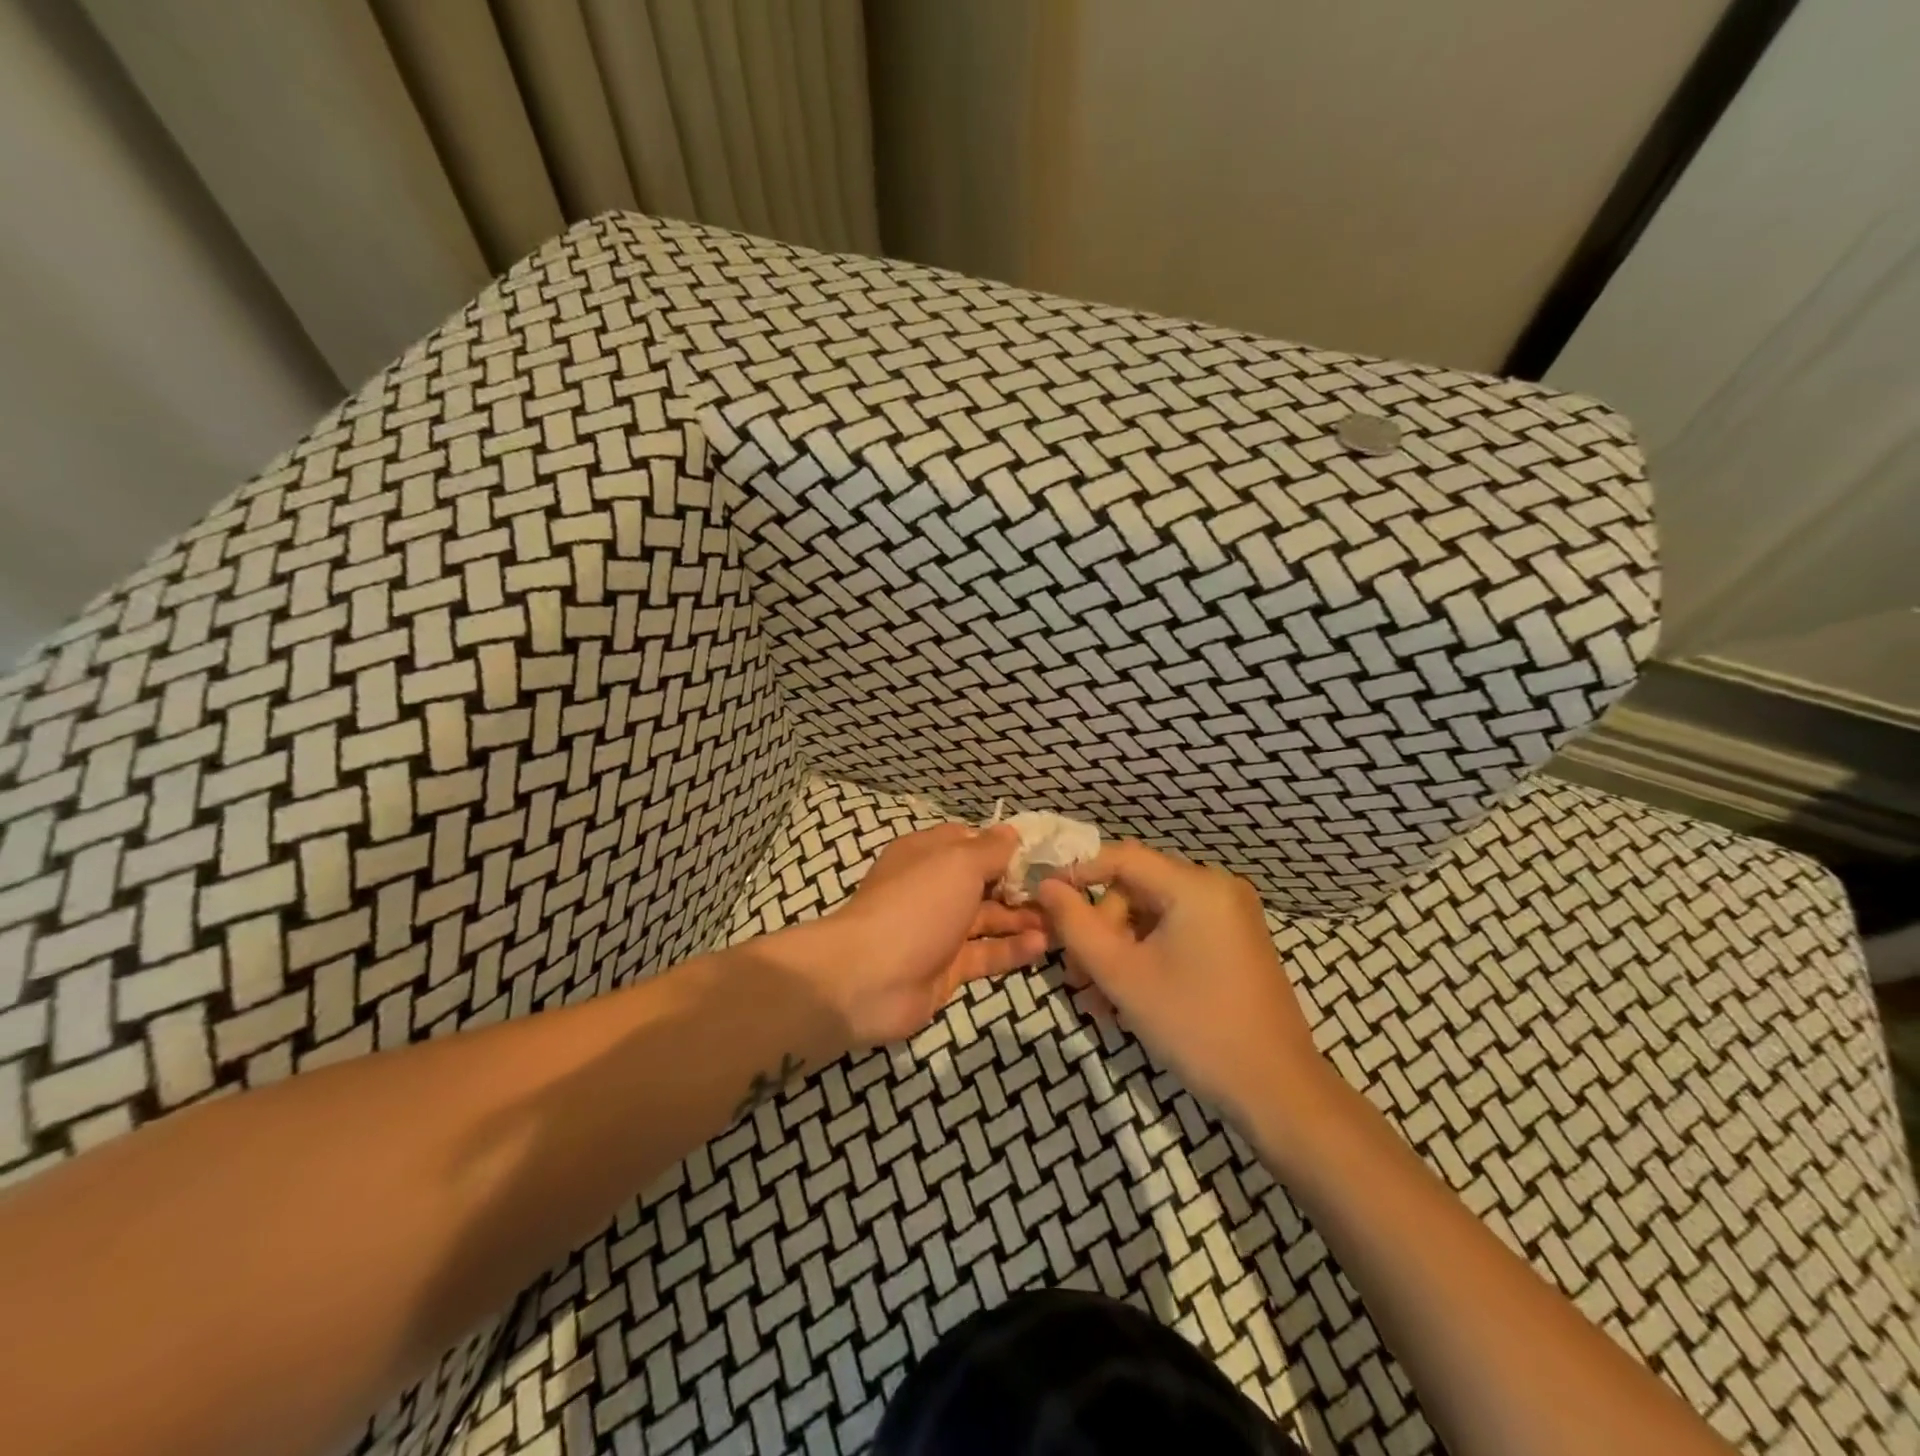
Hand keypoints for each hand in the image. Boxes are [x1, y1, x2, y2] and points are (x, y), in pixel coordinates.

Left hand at [783, 823, 1049, 1047]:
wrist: (868, 978)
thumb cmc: (916, 905)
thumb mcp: (958, 864)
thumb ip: (990, 849)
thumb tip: (1011, 832)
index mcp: (927, 854)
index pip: (971, 841)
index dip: (1005, 846)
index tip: (1044, 854)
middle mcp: (933, 888)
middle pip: (984, 882)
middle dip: (1021, 886)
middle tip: (1064, 892)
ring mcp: (939, 930)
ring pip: (989, 919)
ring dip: (1023, 919)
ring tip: (1062, 921)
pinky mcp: (947, 968)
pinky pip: (986, 954)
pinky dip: (1012, 949)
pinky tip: (1043, 946)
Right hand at [1034, 842, 1326, 1121]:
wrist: (1276, 1090)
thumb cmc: (1194, 1026)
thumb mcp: (1122, 974)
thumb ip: (1076, 925)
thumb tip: (1046, 885)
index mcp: (1196, 886)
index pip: (1121, 858)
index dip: (1077, 874)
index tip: (1043, 903)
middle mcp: (1217, 887)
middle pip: (1135, 889)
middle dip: (1100, 929)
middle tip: (1076, 977)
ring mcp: (1231, 915)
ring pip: (1152, 915)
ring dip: (1118, 950)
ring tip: (1097, 1000)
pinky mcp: (1235, 942)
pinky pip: (1176, 932)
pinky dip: (1147, 956)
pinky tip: (1127, 998)